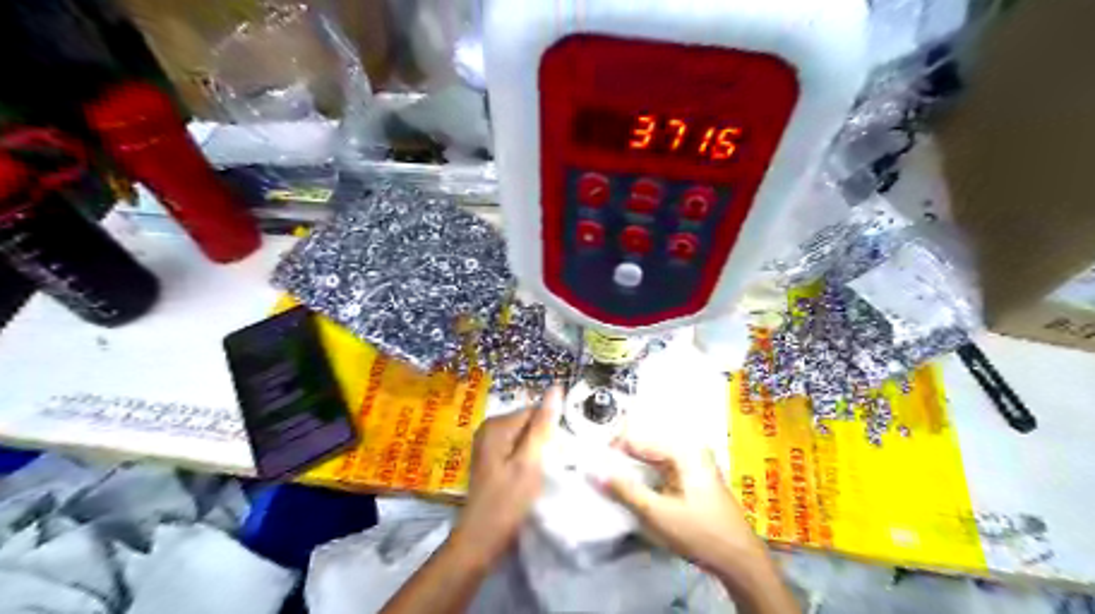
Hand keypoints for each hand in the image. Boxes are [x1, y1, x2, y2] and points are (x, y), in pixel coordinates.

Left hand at [449, 388, 559, 566]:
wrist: (480, 540)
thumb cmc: (507, 501)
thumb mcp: (530, 462)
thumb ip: (543, 425)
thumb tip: (556, 388)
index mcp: (497, 424)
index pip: (536, 411)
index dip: (552, 430)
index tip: (561, 453)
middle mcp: (490, 428)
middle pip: (530, 423)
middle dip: (545, 440)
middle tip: (552, 466)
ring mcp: (488, 443)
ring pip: (526, 437)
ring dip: (539, 451)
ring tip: (544, 473)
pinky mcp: (491, 458)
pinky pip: (518, 448)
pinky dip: (529, 459)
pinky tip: (532, 477)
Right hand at [598, 436, 763, 574]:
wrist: (739, 559)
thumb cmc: (700, 532)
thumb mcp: (657, 513)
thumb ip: (625, 490)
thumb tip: (595, 472)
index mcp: (683, 450)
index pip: (637, 439)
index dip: (612, 450)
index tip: (592, 464)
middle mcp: (689, 449)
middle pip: (645, 446)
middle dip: (621, 458)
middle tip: (598, 471)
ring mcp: (692, 463)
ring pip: (652, 458)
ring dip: (632, 468)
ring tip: (610, 479)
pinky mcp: (692, 478)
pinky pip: (661, 469)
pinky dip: (645, 477)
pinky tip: (632, 488)